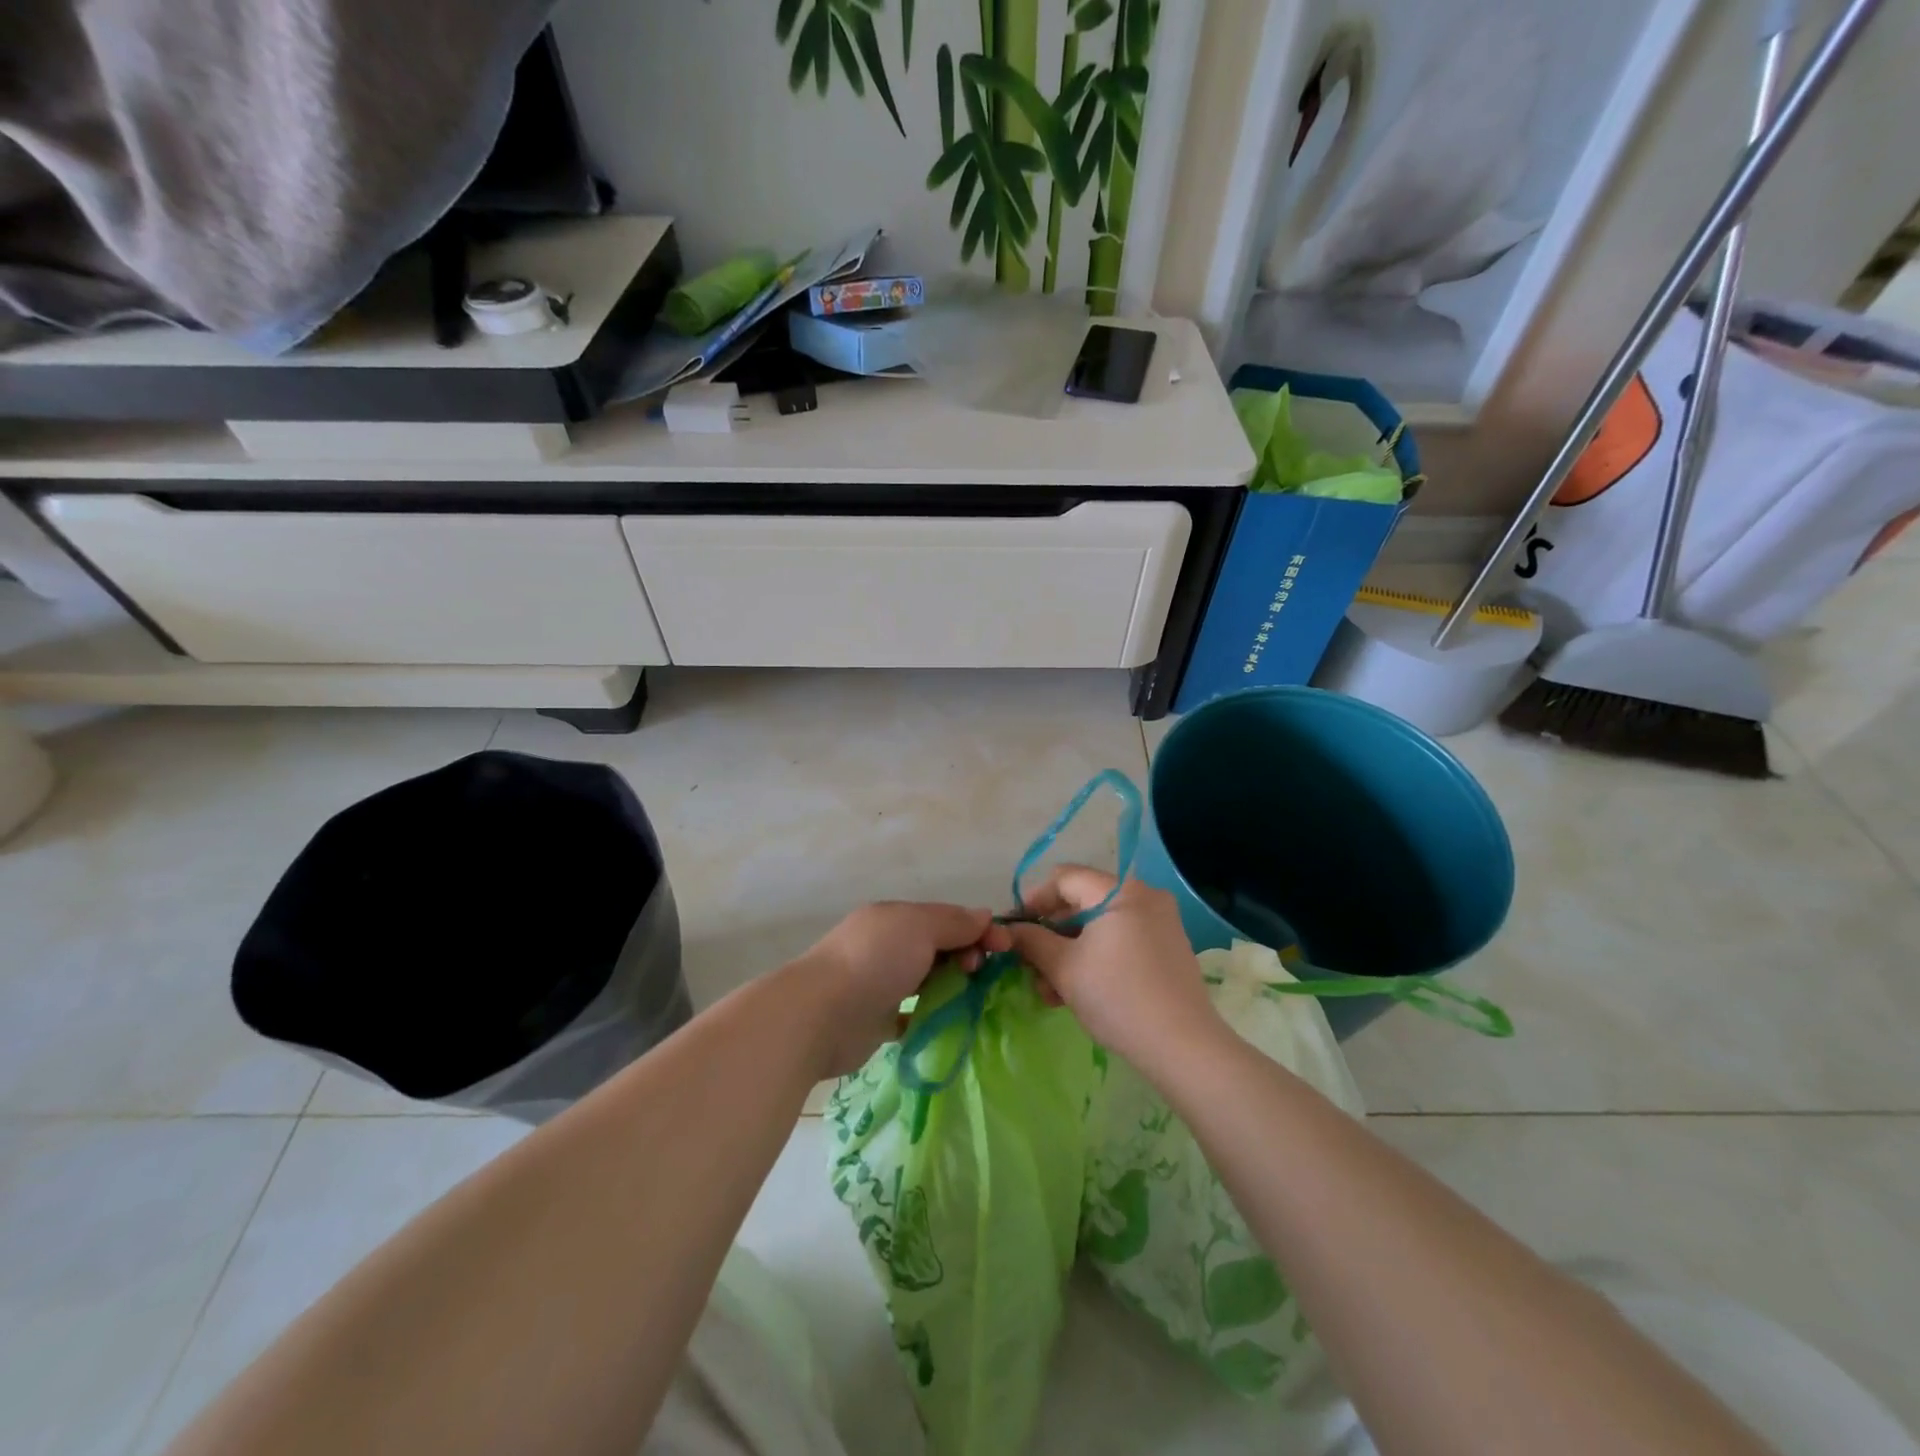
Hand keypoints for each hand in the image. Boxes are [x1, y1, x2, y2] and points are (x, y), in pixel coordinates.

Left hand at [786, 902, 1011, 1077]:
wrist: (821, 1015)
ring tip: (972, 1000)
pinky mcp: (877, 1020)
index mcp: (895, 918)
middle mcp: (887, 946)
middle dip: (966, 956)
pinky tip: (952, 1022)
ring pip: (928, 979)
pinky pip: (914, 1014)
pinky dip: (933, 1015)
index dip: (977, 929)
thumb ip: (954, 922)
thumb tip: (984, 915)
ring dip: (952, 986)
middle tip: (979, 973)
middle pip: (939, 947)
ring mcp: (881, 983)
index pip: (946, 917)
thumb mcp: (920, 927)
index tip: (1005, 948)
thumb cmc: (875, 961)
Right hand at [1006, 867, 1225, 1074]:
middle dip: (1051, 934)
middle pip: (1082, 902)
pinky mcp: (1168, 948)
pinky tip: (1077, 991)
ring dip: (1069, 951)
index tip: (1014, 929)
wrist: (1183, 1047)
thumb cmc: (1117, 997)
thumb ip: (1032, 941)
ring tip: (1050, 990)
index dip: (1033, 900)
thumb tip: (1011, 929)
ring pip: (1100, 926)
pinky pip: (1120, 940)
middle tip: (1029, 965)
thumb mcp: (1064, 968)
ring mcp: (1160, 922)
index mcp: (1120, 891)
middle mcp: (1144, 896)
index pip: (1064, 879)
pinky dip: (1095, 957)